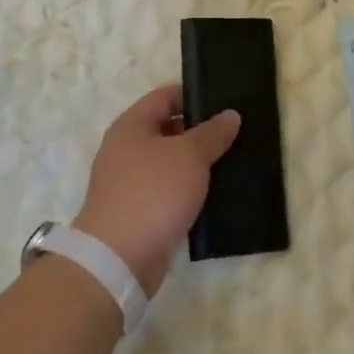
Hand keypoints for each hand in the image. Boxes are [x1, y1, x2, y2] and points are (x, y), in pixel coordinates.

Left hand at [73, 85, 240, 294]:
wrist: (118, 259)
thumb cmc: (152, 193)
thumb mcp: (189, 155)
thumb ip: (212, 133)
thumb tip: (230, 115)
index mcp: (131, 125)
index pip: (166, 96)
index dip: (194, 95)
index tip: (225, 101)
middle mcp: (126, 149)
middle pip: (168, 128)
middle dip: (200, 130)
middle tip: (235, 132)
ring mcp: (130, 182)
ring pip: (170, 162)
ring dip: (197, 162)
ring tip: (232, 160)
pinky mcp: (138, 211)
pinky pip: (168, 190)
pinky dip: (189, 189)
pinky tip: (215, 193)